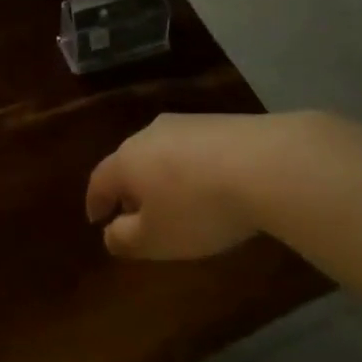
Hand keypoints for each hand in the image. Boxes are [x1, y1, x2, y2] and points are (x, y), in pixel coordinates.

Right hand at [86, 113, 273, 259]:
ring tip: (176, 201)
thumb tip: (110, 234)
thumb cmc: (197, 208)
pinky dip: (193, 169)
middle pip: (130, 162)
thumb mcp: (156, 239)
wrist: (265, 164)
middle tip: (136, 213)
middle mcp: (149, 134)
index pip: (99, 180)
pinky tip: (211, 186)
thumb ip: (126, 239)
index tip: (97, 220)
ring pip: (163, 153)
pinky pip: (195, 149)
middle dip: (130, 188)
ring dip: (162, 177)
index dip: (96, 202)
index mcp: (126, 160)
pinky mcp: (222, 122)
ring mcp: (187, 124)